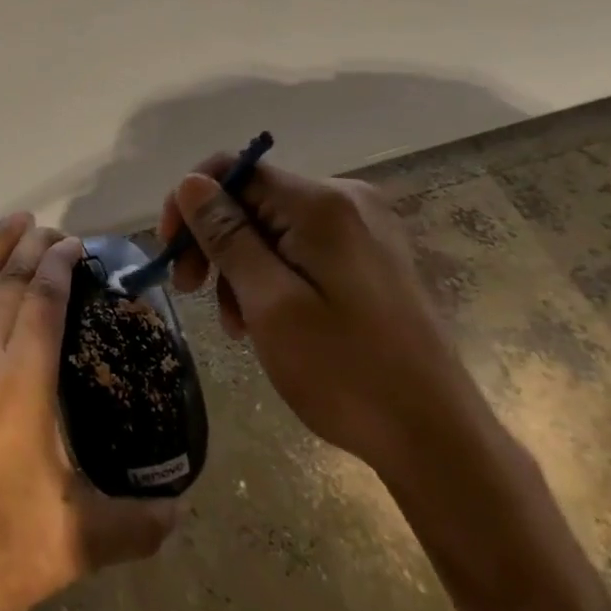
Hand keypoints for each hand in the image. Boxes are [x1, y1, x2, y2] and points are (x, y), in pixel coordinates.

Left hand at [0, 214, 176, 610]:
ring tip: (16, 222)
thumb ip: (135, 525)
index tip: (76, 244)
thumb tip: (181, 513)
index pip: (45, 300)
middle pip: (11, 284)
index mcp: (23, 380)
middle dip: (34, 250)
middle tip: (56, 230)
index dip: (60, 266)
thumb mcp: (75, 543)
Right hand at [160, 159, 482, 481]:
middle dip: (214, 241)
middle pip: (253, 198)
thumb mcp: (270, 304)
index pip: (233, 170)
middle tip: (192, 292)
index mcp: (321, 203)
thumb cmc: (346, 373)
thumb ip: (227, 236)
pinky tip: (267, 318)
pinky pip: (302, 247)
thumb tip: (190, 181)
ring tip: (237, 324)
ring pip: (274, 226)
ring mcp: (365, 228)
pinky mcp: (372, 257)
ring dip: (241, 266)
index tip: (172, 254)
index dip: (191, 203)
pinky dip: (273, 275)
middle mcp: (346, 200)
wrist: (438, 440)